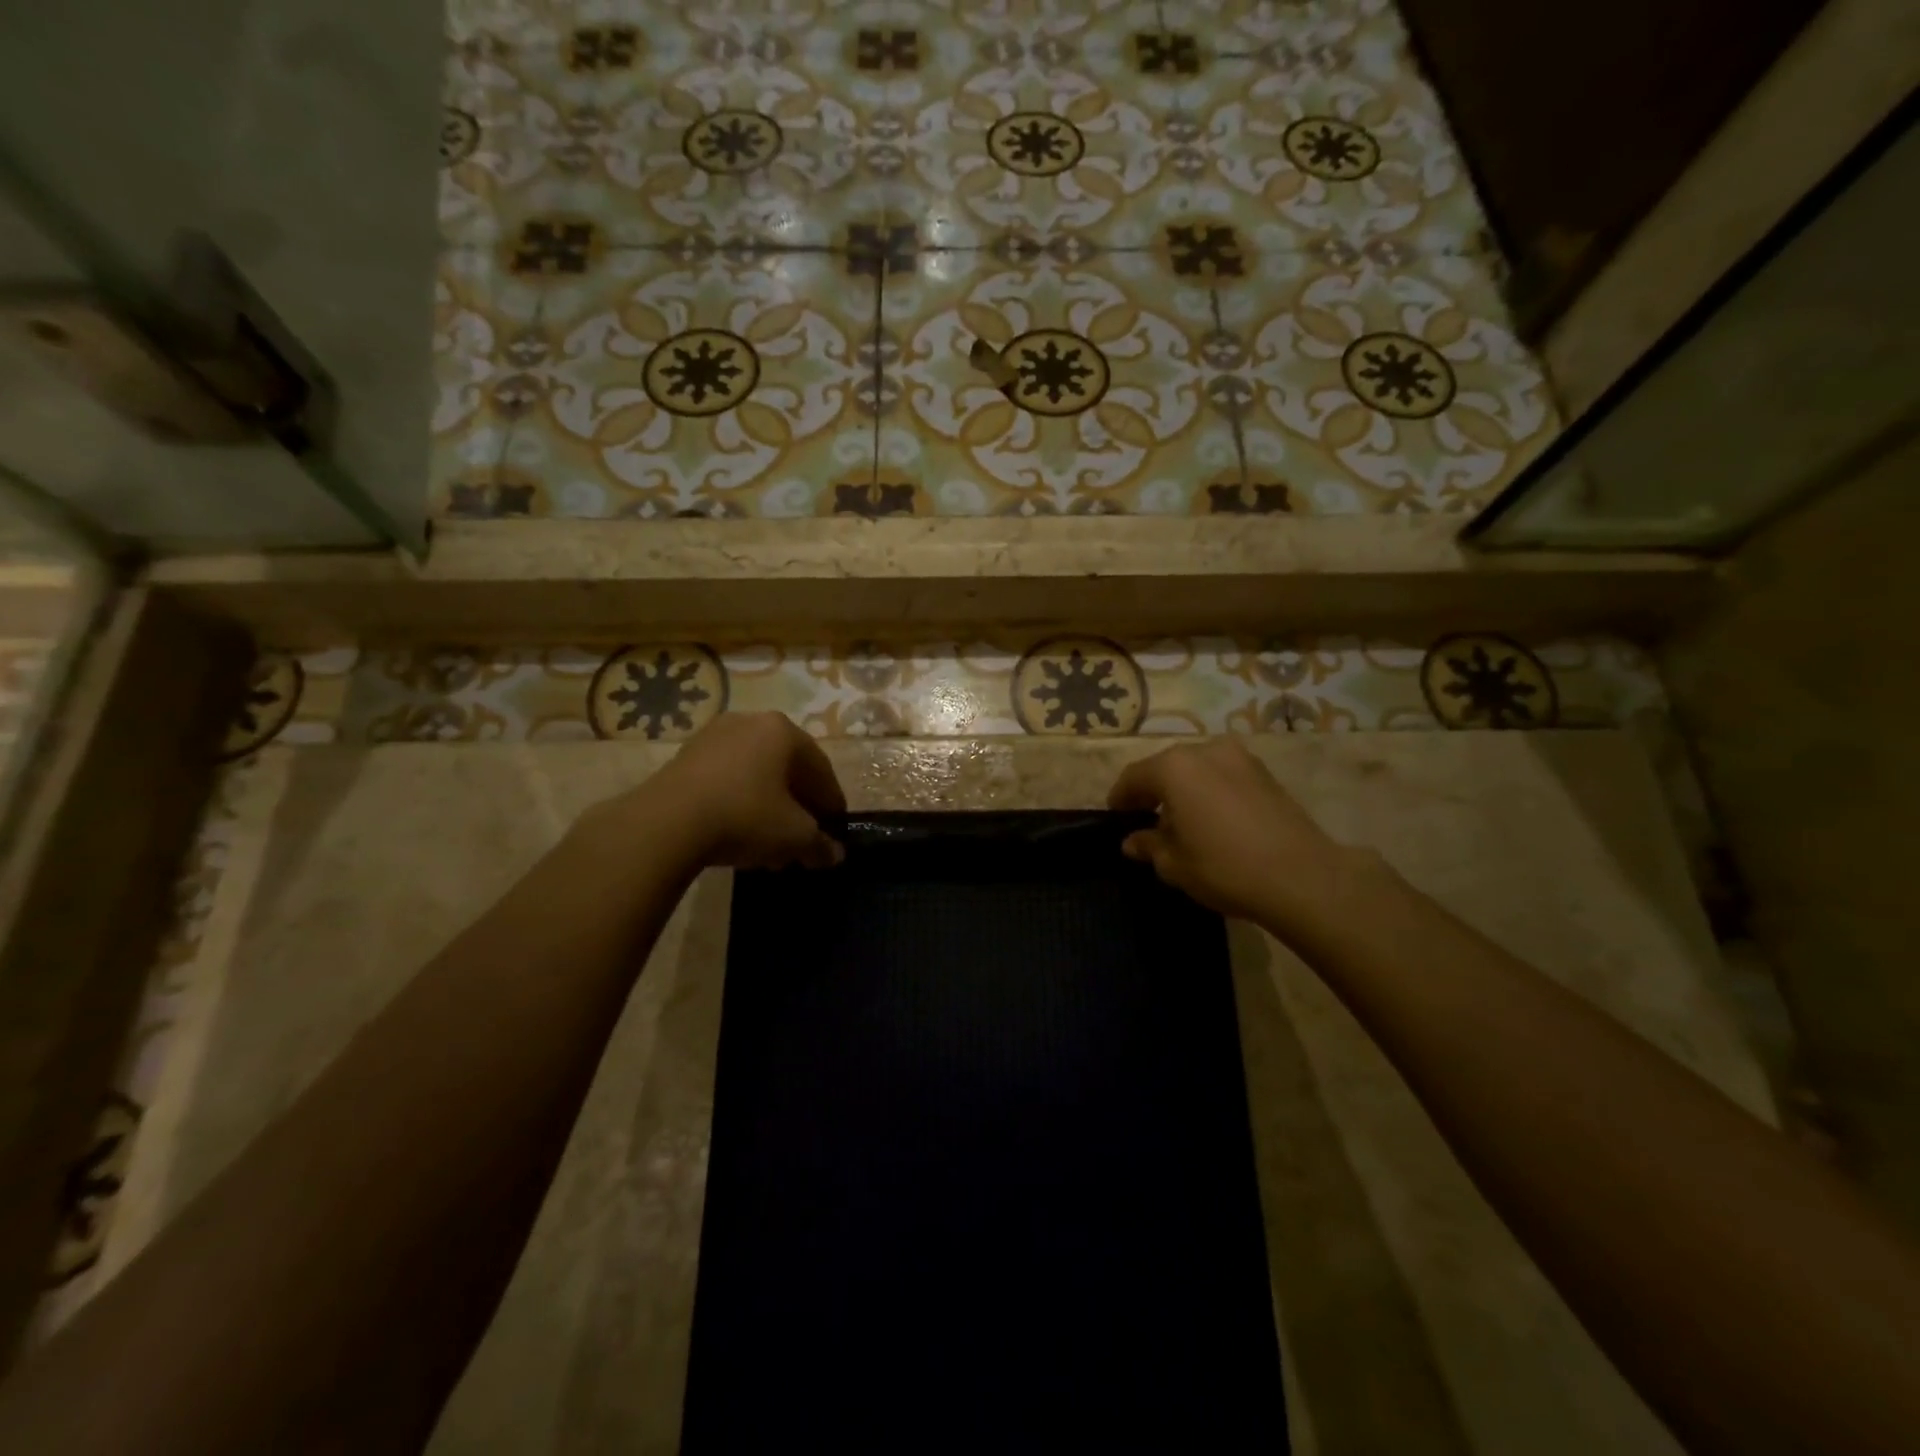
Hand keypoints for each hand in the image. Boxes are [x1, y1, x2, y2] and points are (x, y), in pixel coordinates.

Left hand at [614, 712, 846, 870]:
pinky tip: (737, 833)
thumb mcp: (794, 836)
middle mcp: (750, 722)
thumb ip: (820, 844)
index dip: (831, 802)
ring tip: (769, 844)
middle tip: (802, 838)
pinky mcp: (684, 756)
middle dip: (797, 806)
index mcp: (783, 731)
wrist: (666, 823)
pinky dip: (739, 802)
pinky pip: (726, 779)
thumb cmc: (745, 816)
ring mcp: (713, 736)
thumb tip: (833, 854)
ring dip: (768, 807)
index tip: (834, 829)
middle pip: (786, 769)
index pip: (820, 768)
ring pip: (755, 774)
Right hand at [1107, 740, 1348, 924]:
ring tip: (1181, 821)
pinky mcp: (1265, 773)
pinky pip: (1223, 776)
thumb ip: (1149, 845)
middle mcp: (1205, 750)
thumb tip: (1133, 841)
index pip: (1134, 777)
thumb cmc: (1225, 868)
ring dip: (1184, 789)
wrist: (1302, 877)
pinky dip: (1210, 791)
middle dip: (1153, 791)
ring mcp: (1240, 758)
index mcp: (1174, 767)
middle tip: (1145, 818)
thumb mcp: (1174, 864)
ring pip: (1197, 769)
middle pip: (1166, 767)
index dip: (1120, 797)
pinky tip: (1212, 819)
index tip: (1114, 816)